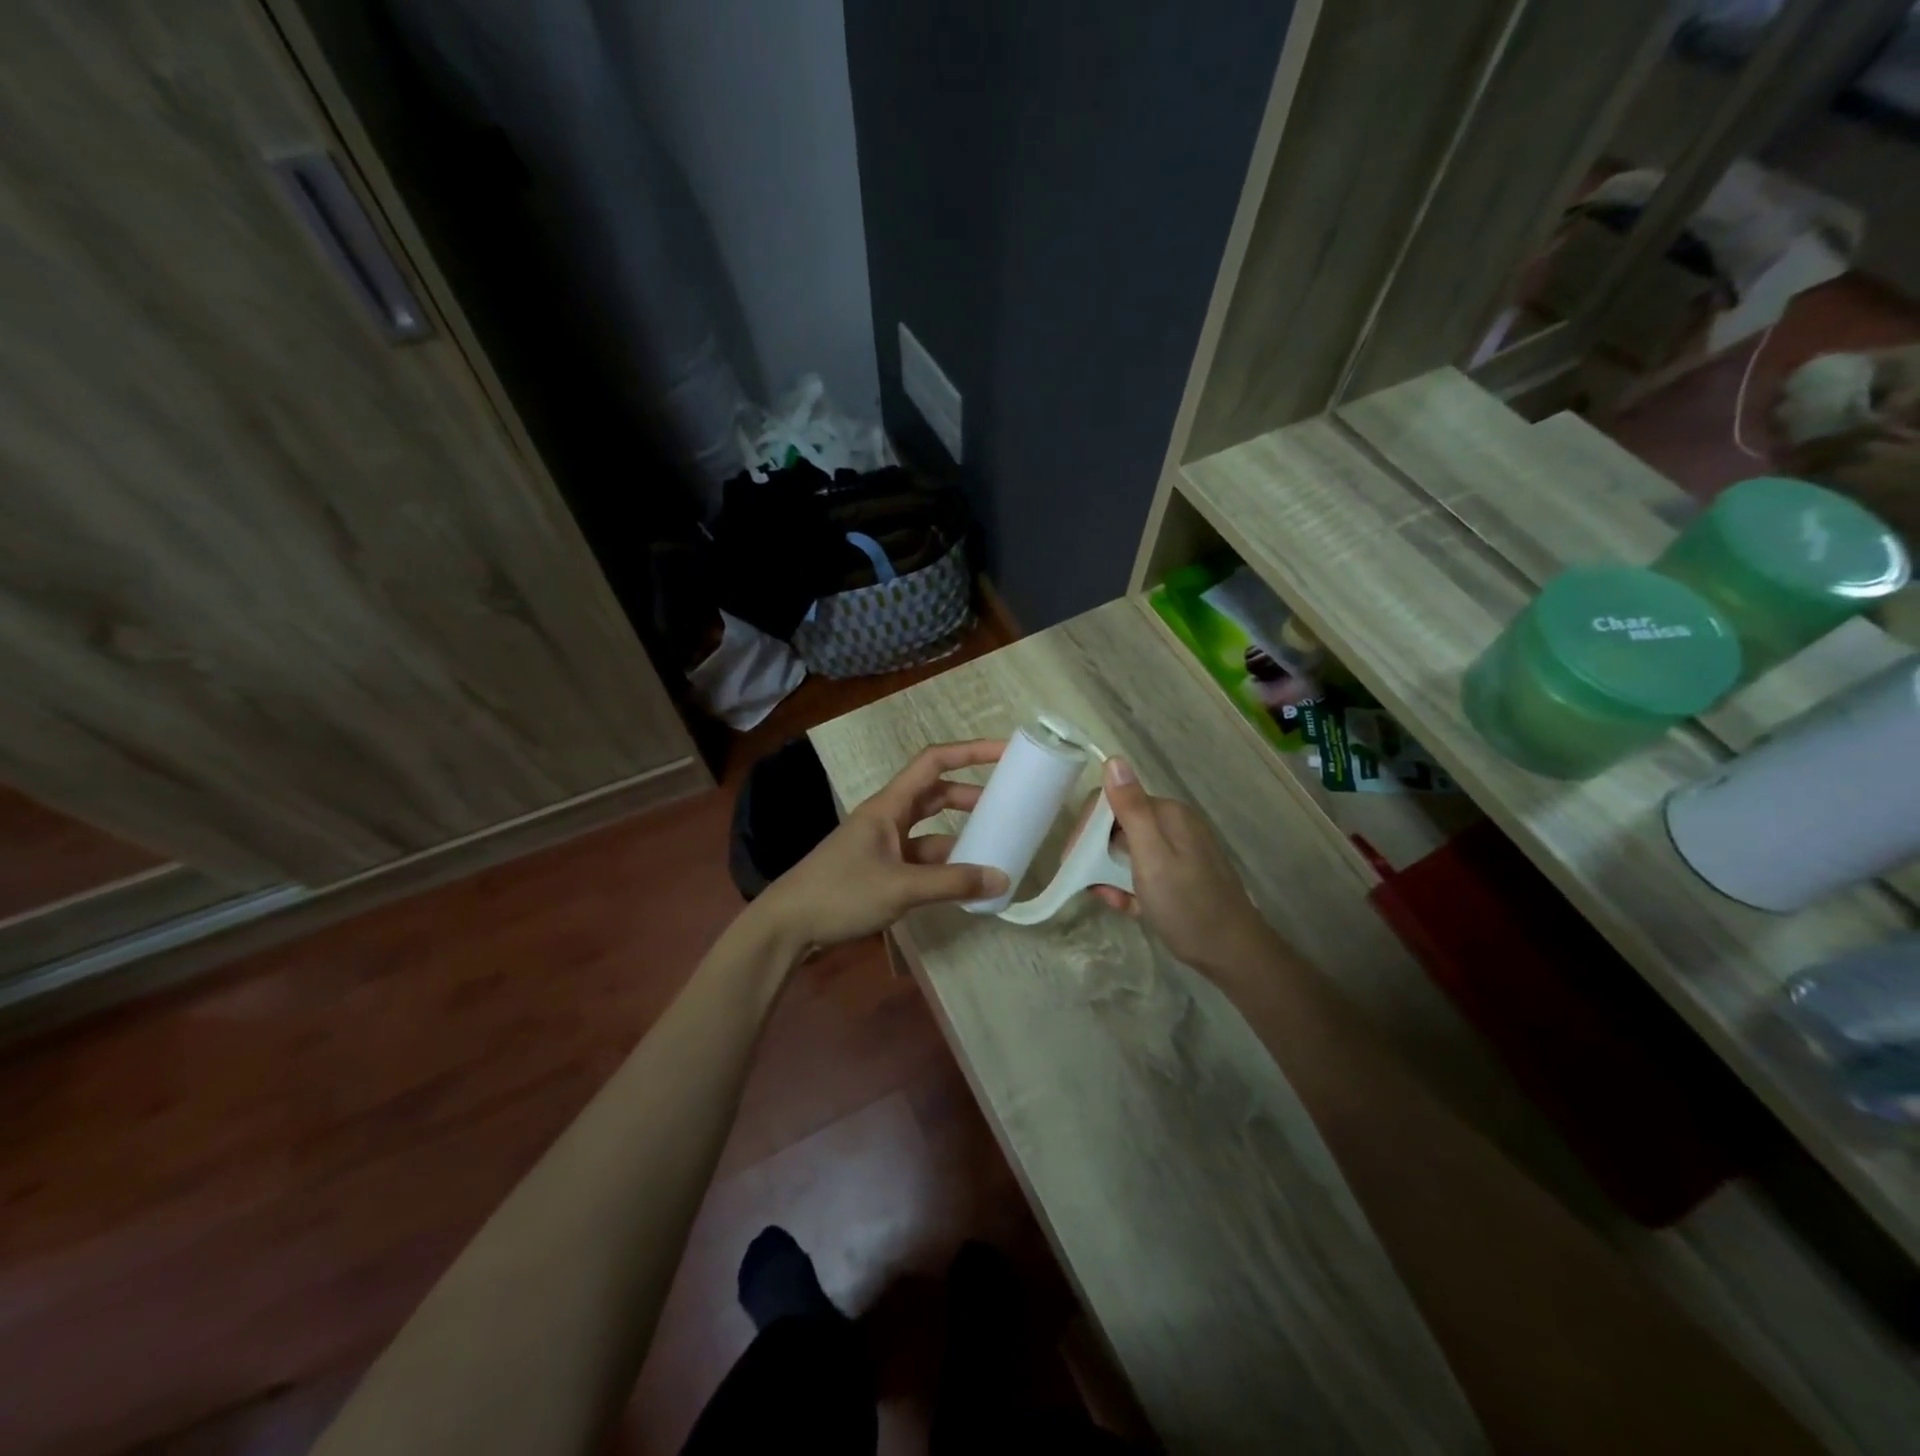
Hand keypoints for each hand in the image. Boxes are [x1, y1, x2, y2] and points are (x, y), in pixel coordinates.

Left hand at [753, 740, 1011, 950]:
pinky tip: (964, 881)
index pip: (934, 762)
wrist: (787, 925)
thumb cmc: (840, 893)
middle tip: (1006, 805)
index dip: (970, 752)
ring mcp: (883, 844)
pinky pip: (921, 859)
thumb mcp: (900, 887)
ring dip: (959, 834)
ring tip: (994, 846)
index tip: (1005, 752)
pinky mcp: (880, 869)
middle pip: (935, 794)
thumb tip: (1001, 879)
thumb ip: (952, 883)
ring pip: (930, 829)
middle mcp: (888, 817)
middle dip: (971, 795)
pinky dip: (944, 865)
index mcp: (889, 805)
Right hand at [1090, 757, 1280, 975]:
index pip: (1113, 802)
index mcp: (1168, 814)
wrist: (1232, 954)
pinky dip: (1130, 887)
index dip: (1087, 828)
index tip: (1071, 859)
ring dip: (1111, 874)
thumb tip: (1113, 759)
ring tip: (1111, 900)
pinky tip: (1128, 908)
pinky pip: (1143, 872)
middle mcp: (1174, 825)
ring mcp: (1179, 851)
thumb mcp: (1152, 857)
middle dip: (1097, 854)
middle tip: (1088, 884)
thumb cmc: (1187, 905)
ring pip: (1127, 852)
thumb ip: (1131, 809)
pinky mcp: (1180, 875)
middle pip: (1118, 827)